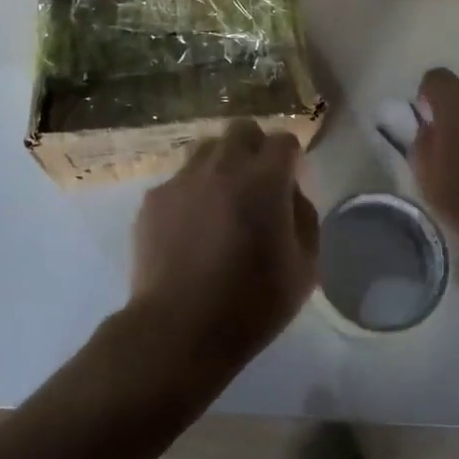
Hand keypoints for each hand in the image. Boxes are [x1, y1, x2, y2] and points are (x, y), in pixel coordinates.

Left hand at [129, 121, 318, 372]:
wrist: (178, 328)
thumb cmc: (252, 302)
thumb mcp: (305, 268)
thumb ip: (305, 218)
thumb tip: (290, 196)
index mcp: (265, 178)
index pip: (284, 140)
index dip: (291, 158)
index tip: (290, 182)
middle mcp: (223, 165)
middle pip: (242, 130)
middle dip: (254, 148)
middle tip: (256, 185)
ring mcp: (183, 178)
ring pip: (206, 149)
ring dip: (220, 165)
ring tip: (220, 202)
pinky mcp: (153, 198)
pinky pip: (178, 180)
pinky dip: (190, 193)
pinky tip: (189, 228)